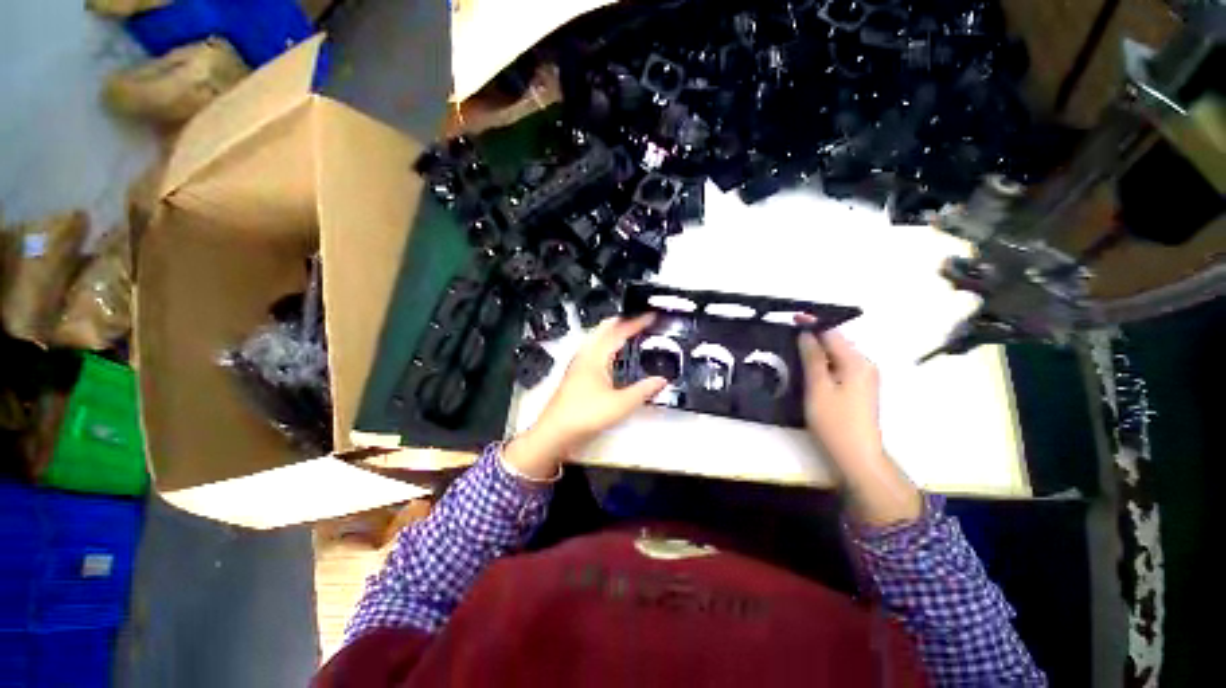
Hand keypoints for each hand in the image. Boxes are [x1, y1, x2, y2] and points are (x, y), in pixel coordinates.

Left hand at [504, 315, 667, 479]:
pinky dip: (606, 345)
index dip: (636, 323)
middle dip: (622, 322)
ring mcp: (578, 363)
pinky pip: (594, 350)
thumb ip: (643, 391)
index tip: (651, 316)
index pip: (619, 332)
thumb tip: (661, 380)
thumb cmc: (585, 415)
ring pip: (597, 339)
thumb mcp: (620, 404)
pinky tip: (612, 357)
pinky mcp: (575, 373)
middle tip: (638, 321)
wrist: (555, 431)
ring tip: (628, 334)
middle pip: (604, 329)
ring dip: (613, 333)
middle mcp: (585, 355)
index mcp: (596, 356)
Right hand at [797, 325, 921, 525]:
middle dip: (815, 335)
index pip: (833, 334)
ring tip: (795, 347)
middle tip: (790, 333)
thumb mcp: (818, 387)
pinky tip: (810, 367)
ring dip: (818, 349)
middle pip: (837, 343)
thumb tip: (807, 335)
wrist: (857, 455)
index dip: (813, 324)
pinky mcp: (860, 389)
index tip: (793, 317)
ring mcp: (865, 378)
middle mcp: (865, 365)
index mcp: (857, 362)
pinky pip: (840, 366)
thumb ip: (813, 358)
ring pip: (838, 355)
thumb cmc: (835, 421)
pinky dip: (824, 362)